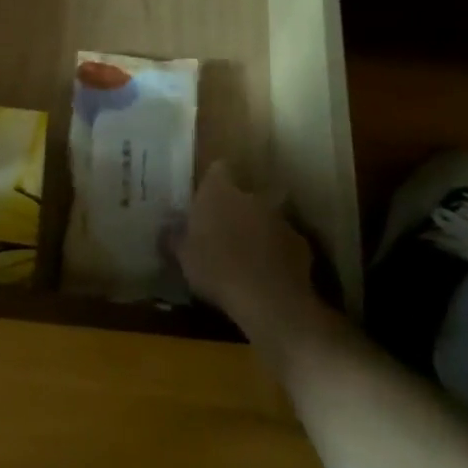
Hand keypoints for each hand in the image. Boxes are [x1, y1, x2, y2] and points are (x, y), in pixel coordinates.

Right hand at [169, 162, 329, 343]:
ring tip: (249, 255)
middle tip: (226, 230)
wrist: (268, 298)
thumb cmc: (216, 268)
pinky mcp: (301, 243)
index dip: (214, 181)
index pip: (218, 169)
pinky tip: (269, 274)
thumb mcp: (183, 256)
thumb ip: (175, 238)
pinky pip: (285, 242)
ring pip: (267, 217)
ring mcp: (280, 218)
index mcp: (219, 191)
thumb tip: (167, 229)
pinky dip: (278, 252)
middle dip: (238, 207)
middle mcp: (251, 195)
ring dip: (260, 230)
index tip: (207, 197)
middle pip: (245, 193)